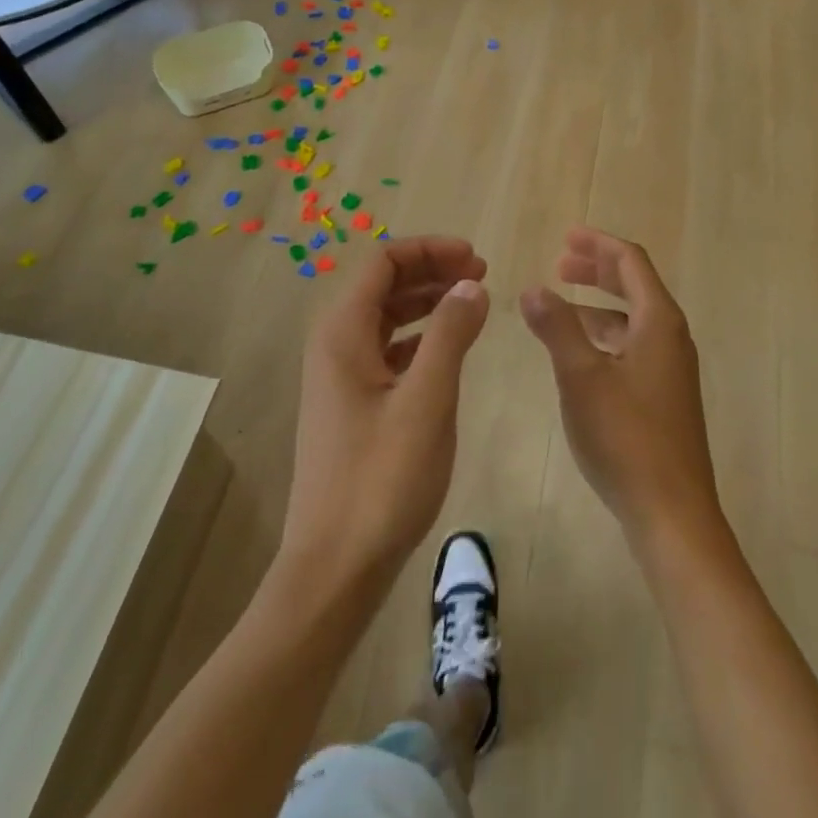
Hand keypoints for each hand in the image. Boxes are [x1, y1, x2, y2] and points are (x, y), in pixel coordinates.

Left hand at [281, 237, 490, 590]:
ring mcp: (341, 378)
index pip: (383, 262)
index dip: (430, 250)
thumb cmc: (382, 480)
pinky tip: (450, 351)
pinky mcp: (353, 406)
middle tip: (482, 276)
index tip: (476, 258)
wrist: (335, 567)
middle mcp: (335, 346)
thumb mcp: (426, 400)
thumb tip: (471, 283)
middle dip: (432, 272)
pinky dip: (421, 339)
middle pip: (384, 286)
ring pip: (387, 319)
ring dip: (428, 303)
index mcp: (342, 334)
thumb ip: (450, 334)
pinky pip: (388, 352)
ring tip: (473, 304)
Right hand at [522, 227, 722, 554]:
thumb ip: (556, 327)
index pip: (630, 262)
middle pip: (634, 285)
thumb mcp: (581, 377)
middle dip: (597, 270)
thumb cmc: (626, 437)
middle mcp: (670, 337)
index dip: (598, 244)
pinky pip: (632, 346)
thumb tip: (532, 289)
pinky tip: (579, 354)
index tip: (565, 237)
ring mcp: (670, 369)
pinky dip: (604, 336)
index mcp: (658, 321)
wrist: (672, 512)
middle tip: (559, 263)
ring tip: (559, 306)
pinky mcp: (664, 396)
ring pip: (632, 319)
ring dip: (597, 304)